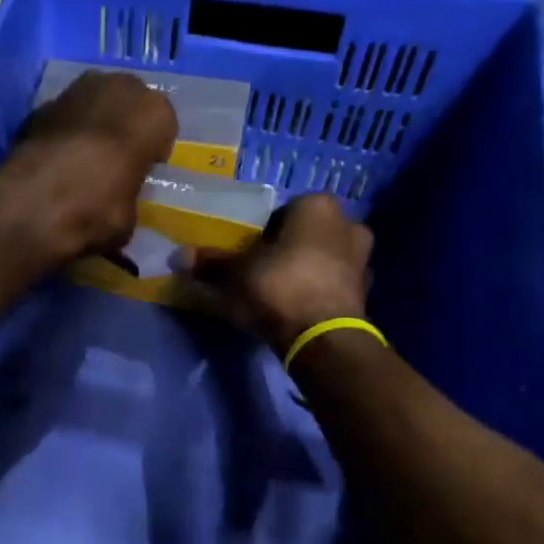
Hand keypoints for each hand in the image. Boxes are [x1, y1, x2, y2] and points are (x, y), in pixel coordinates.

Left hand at [0, 70, 178, 273]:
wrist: (31, 207)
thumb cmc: (97, 211)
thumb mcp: (130, 216)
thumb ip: (130, 193)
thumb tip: (120, 199)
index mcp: (153, 113)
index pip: (163, 124)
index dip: (152, 149)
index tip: (142, 170)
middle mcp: (117, 87)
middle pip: (129, 102)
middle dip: (123, 125)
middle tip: (115, 159)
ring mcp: (75, 90)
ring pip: (95, 102)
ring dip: (93, 124)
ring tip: (85, 157)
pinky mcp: (40, 105)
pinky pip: (64, 115)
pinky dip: (63, 131)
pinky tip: (56, 159)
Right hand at [181, 193, 373, 354]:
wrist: (321, 338)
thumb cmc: (278, 287)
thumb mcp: (234, 273)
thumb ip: (210, 262)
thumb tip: (178, 256)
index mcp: (317, 206)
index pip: (281, 212)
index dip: (260, 233)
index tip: (245, 254)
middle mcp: (348, 223)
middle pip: (305, 234)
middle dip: (285, 250)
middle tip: (259, 273)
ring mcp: (362, 259)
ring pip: (321, 259)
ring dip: (303, 271)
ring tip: (276, 294)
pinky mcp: (365, 293)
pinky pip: (332, 284)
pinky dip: (316, 292)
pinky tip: (295, 309)